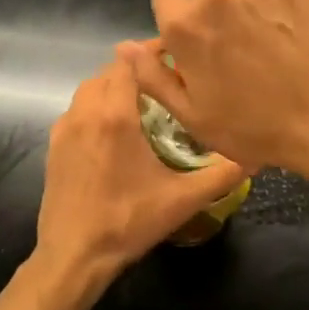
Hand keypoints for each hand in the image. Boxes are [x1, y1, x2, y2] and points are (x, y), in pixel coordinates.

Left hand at [35, 60, 246, 288]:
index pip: (129, 61)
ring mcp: (65, 127)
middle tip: (164, 81)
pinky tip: (113, 130)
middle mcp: (86, 111)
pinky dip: (95, 106)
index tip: (175, 56)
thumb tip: (255, 156)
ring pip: (90, 88)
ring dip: (113, 86)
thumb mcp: (182, 200)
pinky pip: (77, 109)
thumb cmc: (127, 222)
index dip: (150, 52)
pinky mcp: (53, 144)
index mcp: (115, 115)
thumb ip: (220, 175)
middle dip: (135, 68)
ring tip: (141, 101)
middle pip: (109, 70)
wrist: (72, 257)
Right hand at [117, 0, 308, 176]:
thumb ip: (152, 75)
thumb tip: (123, 46)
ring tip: (275, 48)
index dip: (178, 14)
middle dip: (219, 18)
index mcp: (186, 24)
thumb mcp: (192, 114)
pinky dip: (286, 3)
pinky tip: (297, 34)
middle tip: (243, 56)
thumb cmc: (252, 126)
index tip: (198, 40)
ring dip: (253, 10)